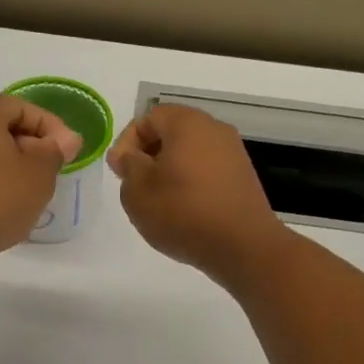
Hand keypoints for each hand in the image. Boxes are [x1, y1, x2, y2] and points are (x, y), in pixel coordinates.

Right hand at [108, 104, 286, 283]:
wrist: (242, 245)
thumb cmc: (183, 212)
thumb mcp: (137, 190)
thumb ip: (128, 165)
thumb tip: (131, 156)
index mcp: (187, 123)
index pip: (148, 118)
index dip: (127, 142)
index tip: (120, 172)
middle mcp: (215, 130)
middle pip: (172, 133)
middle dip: (148, 156)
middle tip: (135, 185)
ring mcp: (234, 154)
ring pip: (190, 153)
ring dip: (169, 171)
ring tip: (157, 202)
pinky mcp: (243, 178)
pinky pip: (208, 171)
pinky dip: (191, 184)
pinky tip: (183, 211)